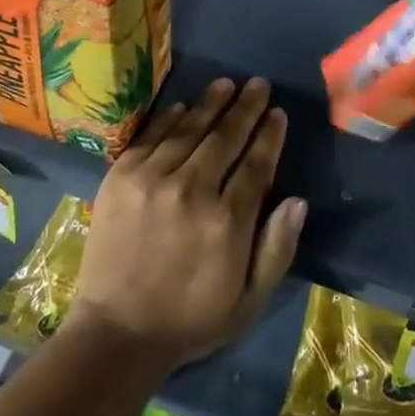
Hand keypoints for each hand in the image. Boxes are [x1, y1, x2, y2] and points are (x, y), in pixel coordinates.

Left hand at [67, 78, 305, 372]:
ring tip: (227, 84)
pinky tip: (184, 105)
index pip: (256, 163)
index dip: (269, 134)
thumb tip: (298, 200)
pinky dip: (171, 118)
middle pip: (226, 137)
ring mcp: (152, 179)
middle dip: (246, 107)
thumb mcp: (248, 301)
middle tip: (258, 84)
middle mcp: (192, 190)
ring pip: (190, 129)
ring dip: (211, 103)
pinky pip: (152, 136)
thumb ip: (276, 249)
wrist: (116, 332)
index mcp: (227, 221)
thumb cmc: (191, 319)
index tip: (278, 113)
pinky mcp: (121, 176)